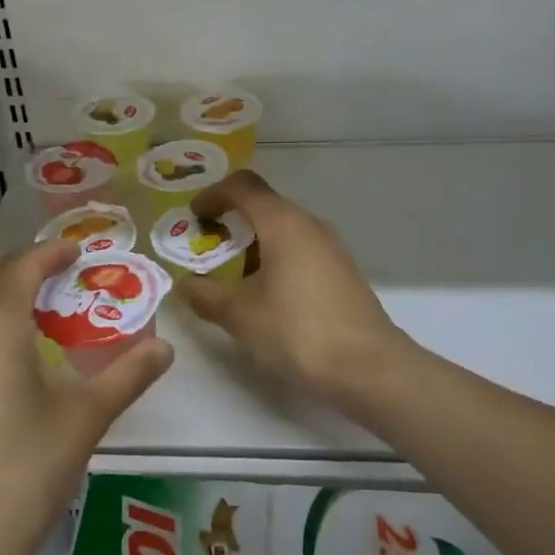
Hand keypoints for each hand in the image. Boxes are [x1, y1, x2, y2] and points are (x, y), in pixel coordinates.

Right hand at [179, 170, 411, 413]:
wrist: (369, 368)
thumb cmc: (298, 331)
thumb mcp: (240, 315)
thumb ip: (206, 295)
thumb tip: (185, 285)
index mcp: (283, 223)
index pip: (243, 186)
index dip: (213, 194)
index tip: (193, 216)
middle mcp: (309, 225)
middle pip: (264, 206)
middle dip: (230, 221)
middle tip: (205, 248)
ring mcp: (331, 248)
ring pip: (283, 230)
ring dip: (252, 244)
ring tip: (230, 277)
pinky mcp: (341, 272)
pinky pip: (299, 250)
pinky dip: (274, 260)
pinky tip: (264, 296)